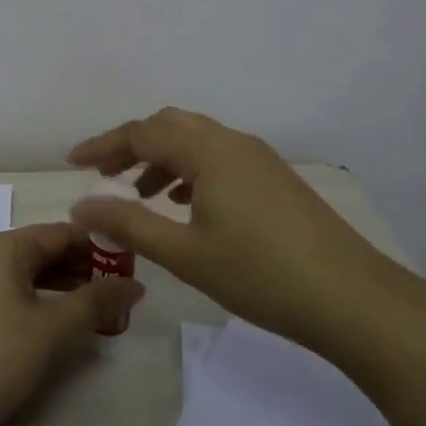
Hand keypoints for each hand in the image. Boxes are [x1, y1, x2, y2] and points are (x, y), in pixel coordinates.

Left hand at [0, 223, 144, 425]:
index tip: (133, 267)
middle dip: (84, 269)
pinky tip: (58, 322)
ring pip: (28, 273)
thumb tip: (136, 285)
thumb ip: (95, 303)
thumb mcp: (51, 329)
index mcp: (3, 246)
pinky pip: (12, 291)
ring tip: (98, 310)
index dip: (100, 247)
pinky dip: (40, 300)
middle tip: (122, 294)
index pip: (62, 233)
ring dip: (64, 287)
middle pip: (44, 250)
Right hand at [68, 107, 384, 353]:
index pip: (143, 133)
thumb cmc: (261, 274)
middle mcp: (233, 141)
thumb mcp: (185, 253)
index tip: (72, 163)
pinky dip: (190, 169)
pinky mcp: (274, 178)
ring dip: (162, 158)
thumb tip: (80, 206)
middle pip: (170, 126)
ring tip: (140, 193)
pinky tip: (185, 203)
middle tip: (104, 175)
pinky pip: (219, 157)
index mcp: (208, 151)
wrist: (353, 299)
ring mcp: (258, 158)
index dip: (103, 145)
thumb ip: (128, 224)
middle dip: (132, 145)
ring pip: (196, 140)